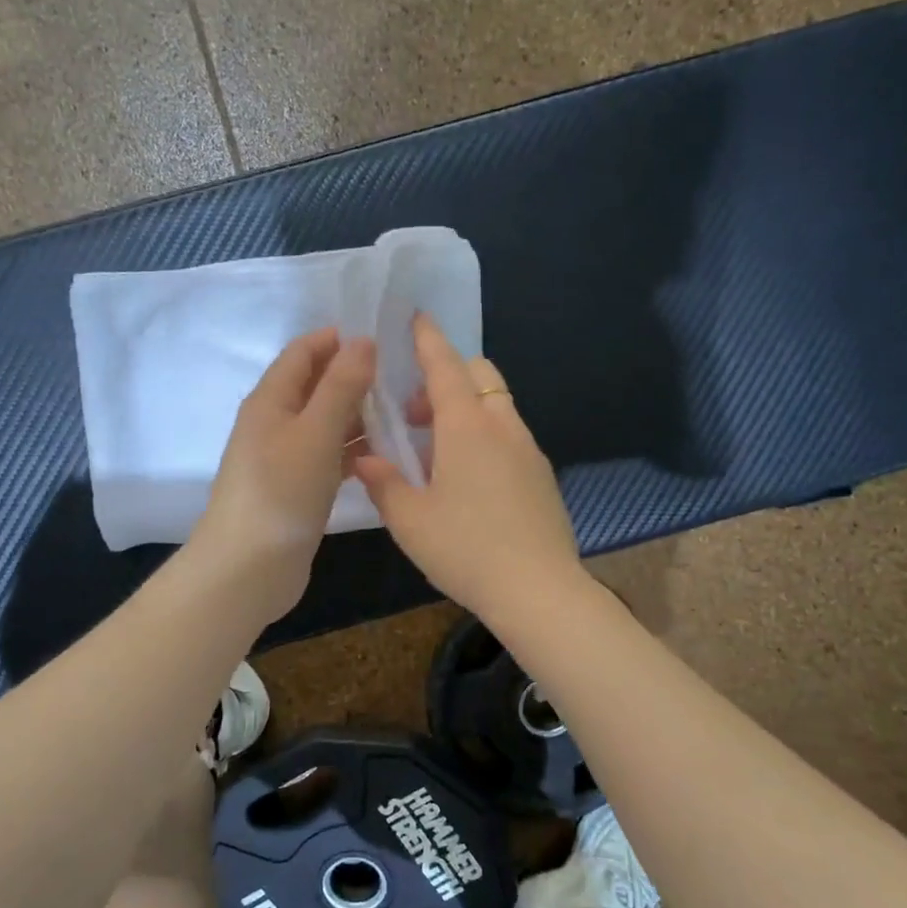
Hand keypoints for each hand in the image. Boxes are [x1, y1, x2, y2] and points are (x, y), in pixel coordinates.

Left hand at [189, 327, 375, 623]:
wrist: (249, 568)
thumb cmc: (281, 491)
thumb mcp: (316, 431)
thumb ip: (341, 386)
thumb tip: (362, 341)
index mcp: (271, 399)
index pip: (303, 352)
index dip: (338, 339)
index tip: (383, 338)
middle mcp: (275, 421)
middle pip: (316, 385)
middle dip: (354, 376)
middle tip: (402, 377)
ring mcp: (286, 456)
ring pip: (326, 422)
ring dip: (358, 414)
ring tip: (403, 412)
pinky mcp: (298, 486)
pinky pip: (329, 454)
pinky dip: (353, 449)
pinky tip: (384, 453)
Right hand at [351, 314, 585, 623]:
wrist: (539, 590)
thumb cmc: (466, 549)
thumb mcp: (410, 519)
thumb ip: (384, 482)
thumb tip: (365, 458)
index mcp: (467, 427)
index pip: (445, 366)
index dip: (428, 339)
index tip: (417, 317)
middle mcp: (502, 427)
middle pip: (478, 376)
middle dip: (445, 377)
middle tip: (414, 413)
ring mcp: (528, 450)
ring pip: (496, 405)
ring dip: (464, 409)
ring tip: (435, 451)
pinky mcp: (541, 475)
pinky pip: (508, 434)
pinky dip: (484, 434)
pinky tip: (467, 478)